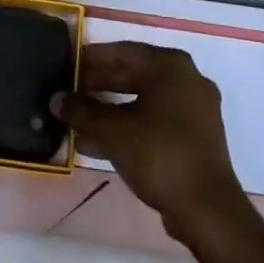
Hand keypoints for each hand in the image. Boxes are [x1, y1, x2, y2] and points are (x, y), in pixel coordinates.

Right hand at [53, 41, 247, 246]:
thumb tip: (56, 99)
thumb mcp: (113, 131)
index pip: (123, 51)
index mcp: (171, 66)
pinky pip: (154, 122)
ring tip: (77, 120)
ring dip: (110, 110)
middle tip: (69, 92)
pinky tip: (96, 143)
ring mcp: (194, 110)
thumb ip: (82, 111)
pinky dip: (128, 127)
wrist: (207, 210)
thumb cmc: (159, 154)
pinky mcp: (194, 138)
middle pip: (134, 75)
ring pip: (142, 101)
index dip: (92, 58)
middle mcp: (186, 80)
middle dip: (99, 85)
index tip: (68, 63)